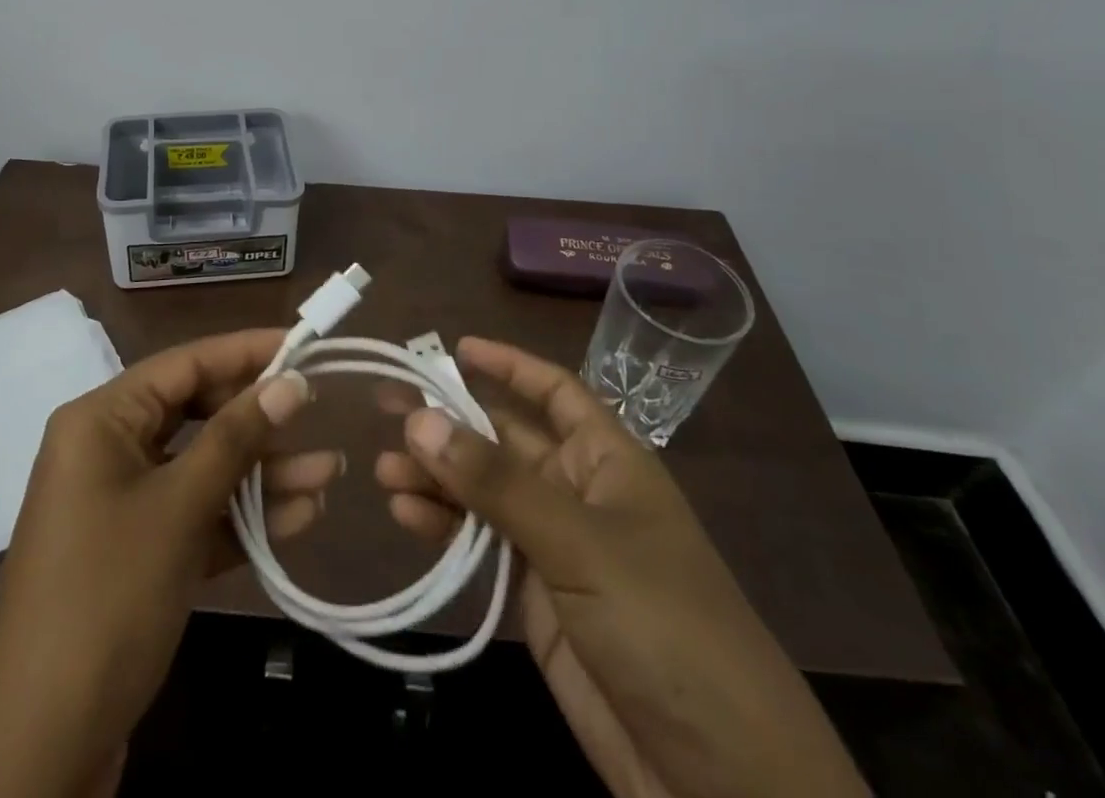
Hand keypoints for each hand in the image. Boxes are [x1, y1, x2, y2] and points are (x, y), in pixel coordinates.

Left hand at [0, 328, 335, 797]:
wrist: (41, 745)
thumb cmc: (108, 597)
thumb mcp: (179, 508)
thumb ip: (236, 439)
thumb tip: (290, 381)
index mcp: (102, 420)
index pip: (184, 364)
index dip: (245, 352)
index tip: (302, 344)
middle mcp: (108, 449)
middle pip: (196, 414)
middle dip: (259, 422)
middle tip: (318, 415)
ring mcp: (122, 503)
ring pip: (202, 468)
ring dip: (261, 474)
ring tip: (328, 475)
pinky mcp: (137, 551)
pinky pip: (196, 514)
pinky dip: (241, 517)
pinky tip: (297, 518)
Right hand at [376, 337, 866, 797]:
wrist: (721, 780)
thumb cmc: (663, 626)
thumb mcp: (578, 543)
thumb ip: (495, 482)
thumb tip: (419, 418)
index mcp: (607, 461)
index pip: (555, 392)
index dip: (509, 366)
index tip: (455, 348)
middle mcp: (578, 493)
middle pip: (505, 441)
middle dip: (450, 425)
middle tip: (387, 411)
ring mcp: (556, 546)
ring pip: (484, 492)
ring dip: (437, 478)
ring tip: (383, 472)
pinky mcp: (535, 597)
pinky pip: (480, 543)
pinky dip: (443, 527)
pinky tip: (405, 515)